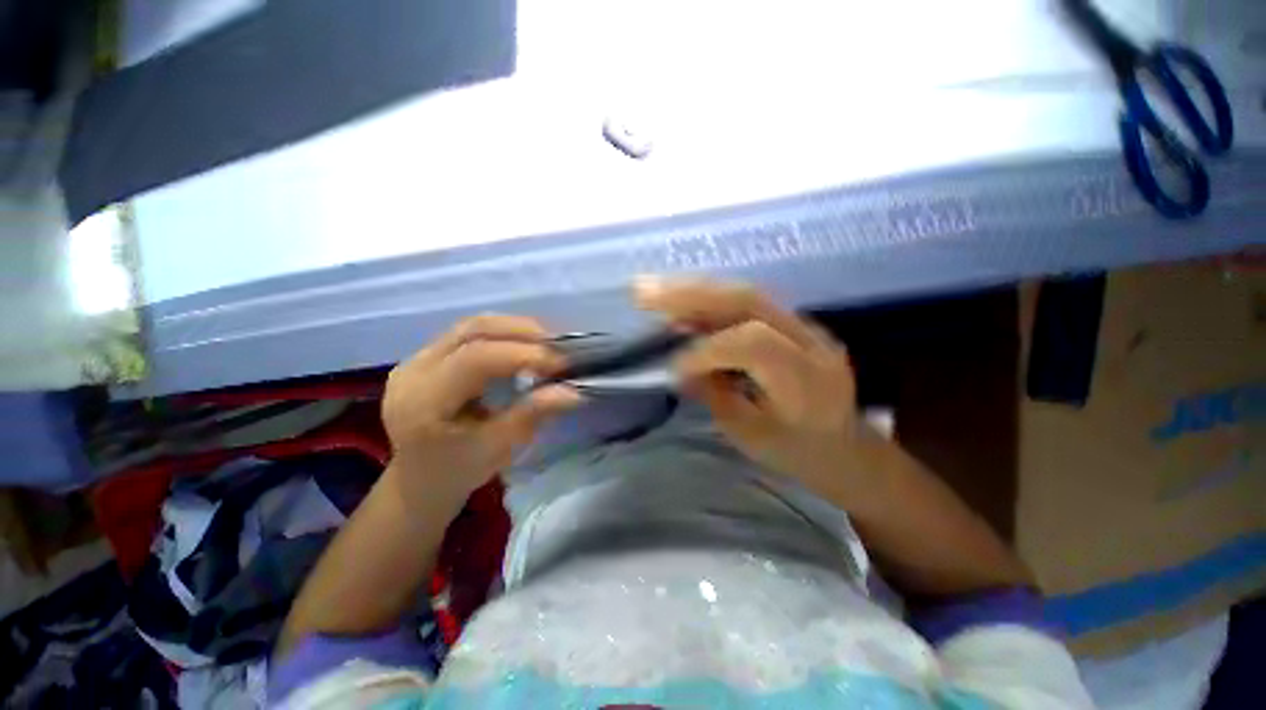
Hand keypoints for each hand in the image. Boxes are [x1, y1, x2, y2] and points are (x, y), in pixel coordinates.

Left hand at [381, 315, 582, 504]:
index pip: (475, 358)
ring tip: (547, 343)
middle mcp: (413, 370)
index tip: (561, 364)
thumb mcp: (497, 449)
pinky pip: (469, 333)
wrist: (418, 479)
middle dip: (522, 332)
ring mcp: (417, 358)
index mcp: (422, 401)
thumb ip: (531, 414)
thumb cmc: (457, 472)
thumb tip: (573, 391)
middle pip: (472, 330)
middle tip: (559, 347)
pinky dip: (503, 334)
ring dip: (515, 328)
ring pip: (472, 325)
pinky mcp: (428, 356)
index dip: (523, 355)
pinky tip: (525, 345)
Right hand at [636, 278, 865, 494]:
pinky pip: (746, 302)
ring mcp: (805, 326)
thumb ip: (714, 395)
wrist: (848, 447)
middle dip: (691, 294)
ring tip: (652, 290)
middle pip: (748, 300)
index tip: (675, 367)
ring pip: (744, 293)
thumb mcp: (751, 437)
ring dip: (694, 290)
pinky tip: (680, 302)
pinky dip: (708, 300)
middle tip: (643, 290)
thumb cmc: (799, 454)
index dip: (707, 349)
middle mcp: (811, 342)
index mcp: (806, 382)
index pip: (753, 343)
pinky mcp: (793, 323)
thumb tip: (680, 366)